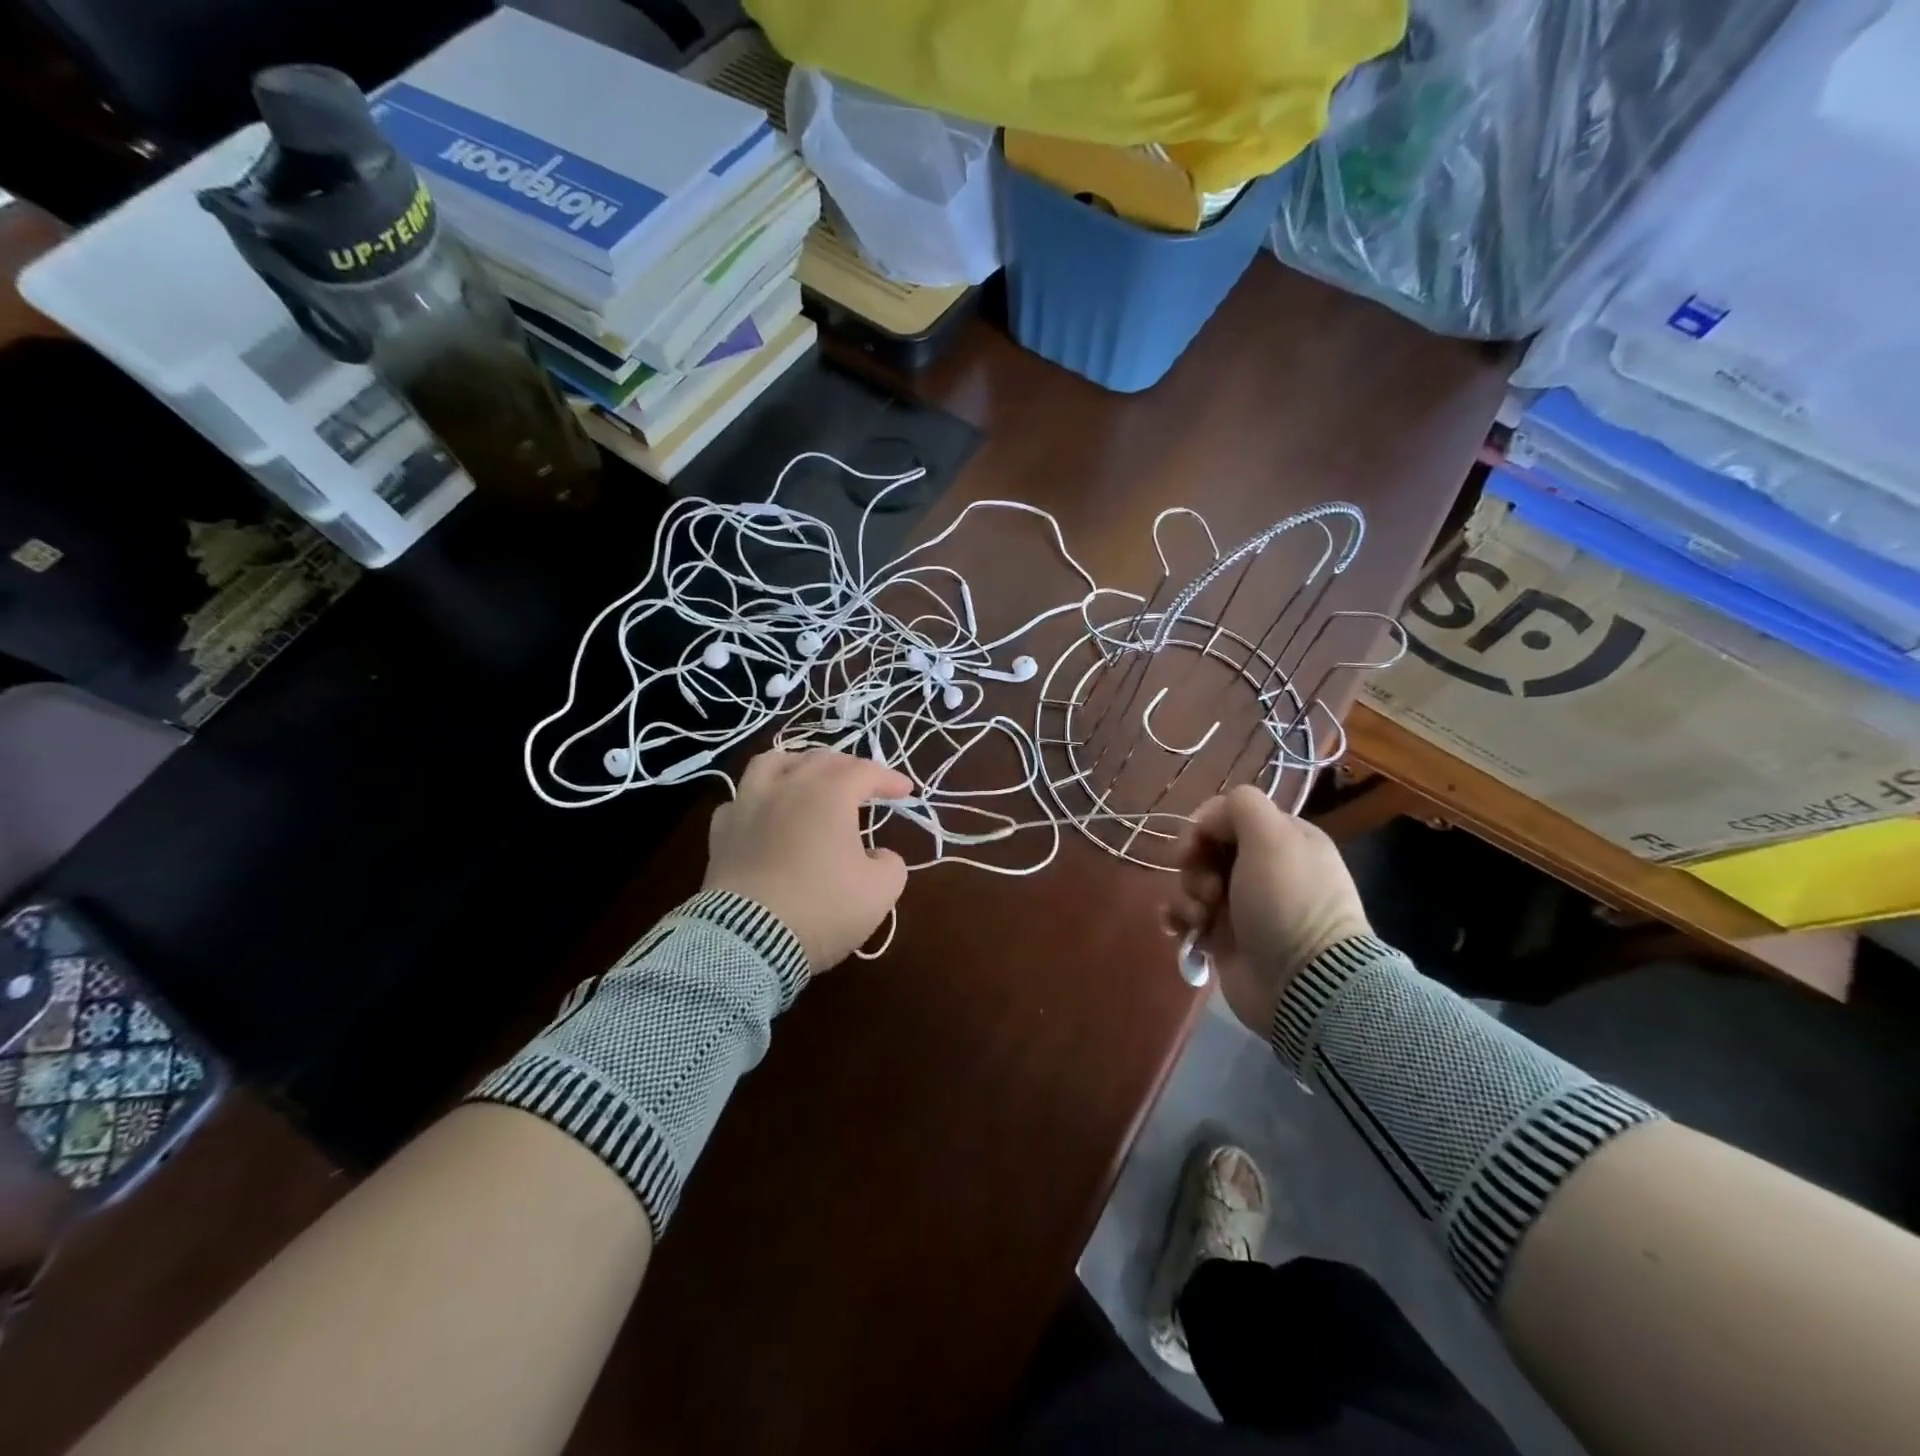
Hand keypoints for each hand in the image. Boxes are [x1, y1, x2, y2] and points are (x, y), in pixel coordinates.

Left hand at [704, 748, 913, 971]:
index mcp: (829, 794)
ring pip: (770, 763)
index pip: (865, 771)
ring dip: (796, 764)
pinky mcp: (721, 833)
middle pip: (820, 759)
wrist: (749, 940)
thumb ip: (891, 864)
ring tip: (807, 777)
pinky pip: (739, 800)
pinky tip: (764, 814)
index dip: (889, 778)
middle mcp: (787, 787)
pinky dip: (757, 800)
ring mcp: (748, 806)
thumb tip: (877, 856)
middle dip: (848, 767)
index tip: (905, 792)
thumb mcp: (880, 891)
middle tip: (864, 785)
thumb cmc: (823, 908)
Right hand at [1162, 786, 1370, 1034]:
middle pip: (1207, 847)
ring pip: (1193, 880)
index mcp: (1285, 838)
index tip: (1196, 845)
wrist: (1303, 984)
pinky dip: (1179, 918)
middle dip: (1195, 864)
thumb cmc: (1287, 902)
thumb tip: (1210, 820)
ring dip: (1187, 894)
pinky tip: (1180, 928)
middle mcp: (1266, 868)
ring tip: (1202, 917)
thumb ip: (1241, 806)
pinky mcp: (1225, 937)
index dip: (1206, 825)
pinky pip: (1188, 915)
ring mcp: (1245, 904)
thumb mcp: (1273, 836)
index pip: (1230, 814)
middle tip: (1209, 889)